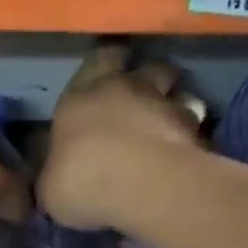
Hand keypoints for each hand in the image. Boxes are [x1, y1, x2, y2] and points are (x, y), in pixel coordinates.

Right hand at [37, 42, 206, 230]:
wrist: (141, 187)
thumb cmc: (81, 180)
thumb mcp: (49, 186)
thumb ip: (55, 172)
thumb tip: (54, 172)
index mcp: (81, 96)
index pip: (97, 60)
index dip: (106, 63)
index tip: (111, 69)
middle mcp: (126, 89)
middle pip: (148, 67)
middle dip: (150, 75)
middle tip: (149, 91)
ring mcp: (165, 106)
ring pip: (179, 92)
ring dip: (177, 104)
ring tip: (173, 124)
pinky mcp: (195, 131)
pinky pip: (197, 126)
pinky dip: (194, 135)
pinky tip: (188, 153)